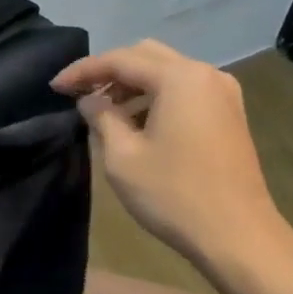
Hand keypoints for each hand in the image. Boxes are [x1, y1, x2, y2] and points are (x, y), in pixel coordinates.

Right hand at [52, 40, 292, 280]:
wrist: (238, 236)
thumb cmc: (174, 194)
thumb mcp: (122, 156)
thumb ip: (101, 117)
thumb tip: (90, 100)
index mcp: (179, 78)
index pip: (120, 59)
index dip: (82, 71)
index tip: (54, 87)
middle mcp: (205, 74)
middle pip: (146, 56)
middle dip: (109, 72)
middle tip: (79, 94)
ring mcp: (222, 94)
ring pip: (167, 73)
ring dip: (132, 85)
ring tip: (103, 112)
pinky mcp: (229, 115)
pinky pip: (184, 91)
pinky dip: (156, 98)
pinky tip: (136, 123)